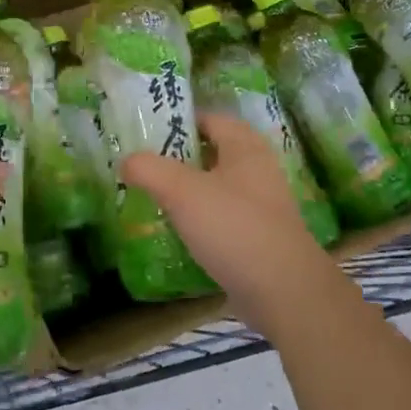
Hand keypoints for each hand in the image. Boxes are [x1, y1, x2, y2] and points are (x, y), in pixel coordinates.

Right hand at [122, 111, 355, 337]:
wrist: (284, 291)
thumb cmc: (234, 227)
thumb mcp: (182, 191)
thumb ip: (149, 169)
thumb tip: (126, 161)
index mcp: (245, 148)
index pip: (211, 119)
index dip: (180, 120)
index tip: (147, 132)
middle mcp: (258, 170)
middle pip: (214, 153)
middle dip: (180, 157)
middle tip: (145, 166)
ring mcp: (262, 206)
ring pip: (218, 187)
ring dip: (190, 190)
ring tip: (155, 198)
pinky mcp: (260, 237)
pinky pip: (224, 218)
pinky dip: (201, 220)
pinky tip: (179, 232)